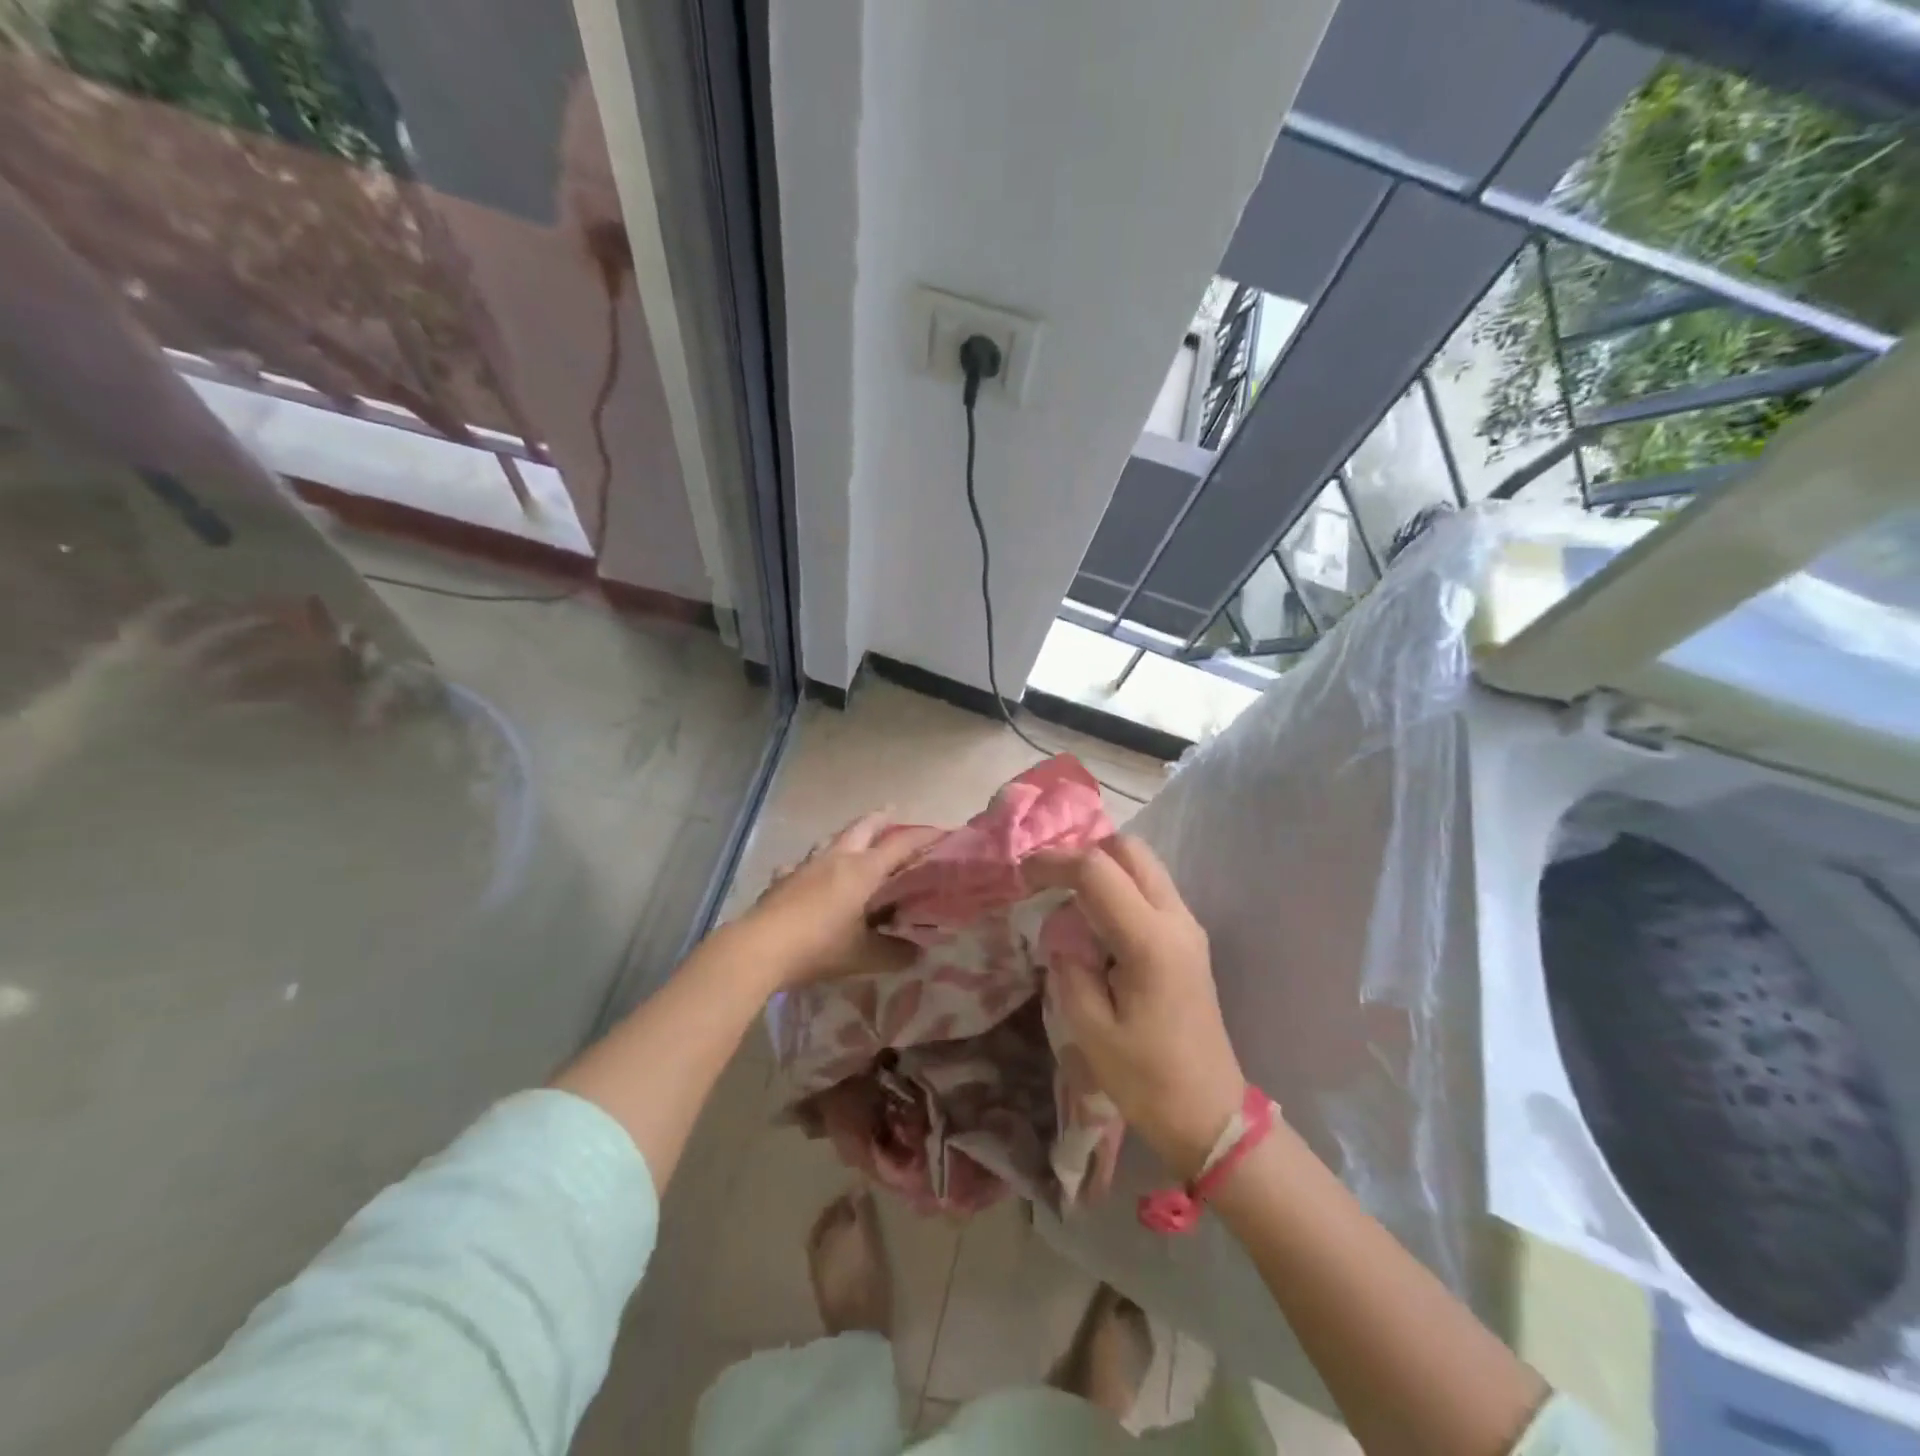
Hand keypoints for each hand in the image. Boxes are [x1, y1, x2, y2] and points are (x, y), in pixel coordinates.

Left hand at [738, 811, 942, 988]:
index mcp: (862, 870)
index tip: (943, 832)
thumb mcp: (864, 955)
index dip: (923, 836)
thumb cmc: (819, 946)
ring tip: (854, 839)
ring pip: (831, 839)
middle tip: (894, 813)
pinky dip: (810, 864)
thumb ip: (894, 953)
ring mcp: (806, 866)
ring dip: (847, 835)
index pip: (900, 844)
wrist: (760, 947)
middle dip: (881, 819)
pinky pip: (801, 864)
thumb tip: (917, 954)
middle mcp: (836, 859)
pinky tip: (805, 871)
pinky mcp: (783, 880)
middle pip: (863, 827)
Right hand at [1029, 837, 1247, 1179]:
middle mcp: (1176, 920)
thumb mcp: (1091, 1030)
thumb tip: (1061, 933)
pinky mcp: (1188, 940)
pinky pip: (1150, 888)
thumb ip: (1070, 968)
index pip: (1097, 871)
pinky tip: (1093, 918)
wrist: (1210, 1115)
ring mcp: (1187, 927)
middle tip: (1048, 880)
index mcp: (1150, 941)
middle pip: (1129, 850)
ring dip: (1103, 867)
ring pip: (1143, 865)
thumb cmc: (1147, 1080)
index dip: (1055, 862)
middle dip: (1083, 852)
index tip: (1022, 874)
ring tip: (1065, 896)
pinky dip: (1118, 886)